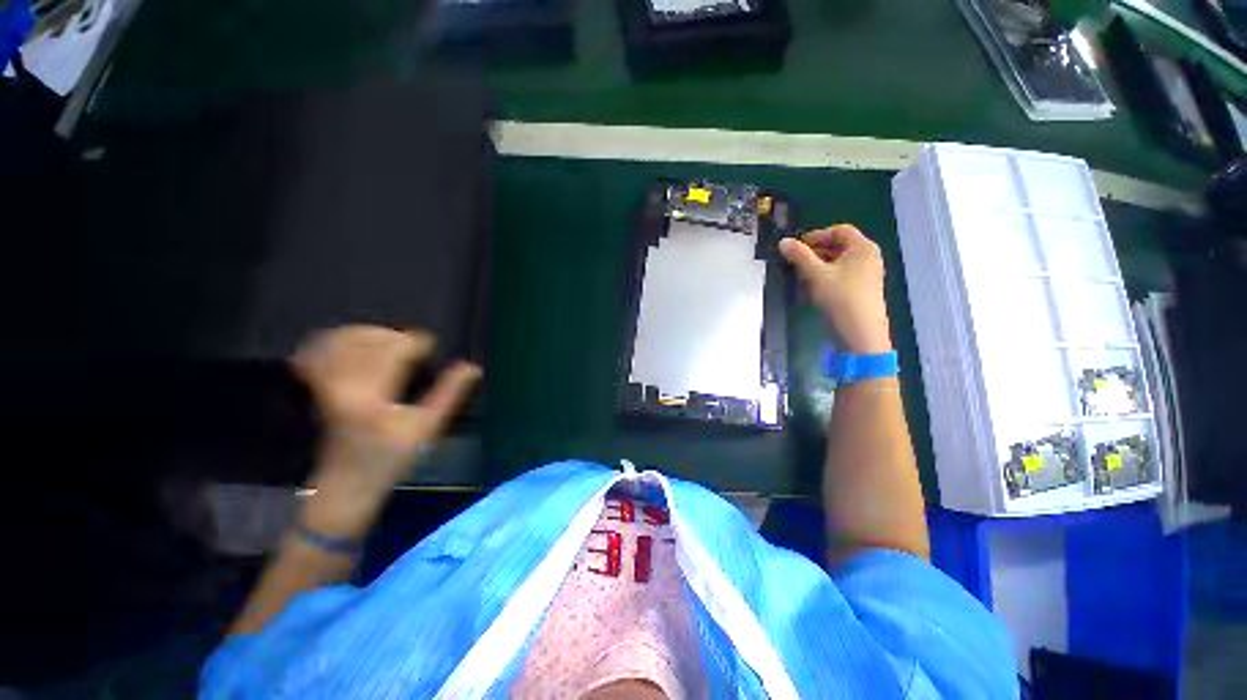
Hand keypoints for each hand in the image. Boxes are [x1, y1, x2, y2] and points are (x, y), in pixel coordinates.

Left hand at [292, 325, 480, 538]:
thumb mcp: (427, 428)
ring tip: (387, 341)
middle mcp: (344, 385)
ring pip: (342, 340)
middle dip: (394, 336)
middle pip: (369, 340)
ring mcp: (322, 385)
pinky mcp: (311, 387)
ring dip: (369, 334)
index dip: (416, 342)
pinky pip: (319, 349)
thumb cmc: (389, 459)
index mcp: (374, 396)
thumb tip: (472, 368)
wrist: (342, 485)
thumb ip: (450, 394)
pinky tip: (354, 344)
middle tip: (411, 345)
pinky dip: (338, 341)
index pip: (395, 350)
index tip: (430, 345)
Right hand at [779, 224, 892, 353]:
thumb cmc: (840, 298)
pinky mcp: (859, 291)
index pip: (839, 230)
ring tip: (798, 277)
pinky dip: (824, 278)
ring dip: (816, 267)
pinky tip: (809, 290)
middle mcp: (867, 258)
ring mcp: (865, 276)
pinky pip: (839, 277)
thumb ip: (799, 256)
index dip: (816, 235)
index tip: (796, 247)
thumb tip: (783, 241)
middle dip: (814, 252)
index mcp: (862, 248)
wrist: (860, 334)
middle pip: (838, 246)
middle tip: (793, 262)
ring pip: (837, 263)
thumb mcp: (816, 275)